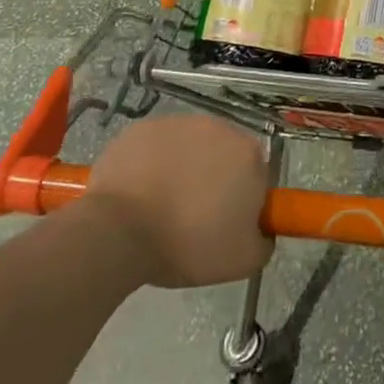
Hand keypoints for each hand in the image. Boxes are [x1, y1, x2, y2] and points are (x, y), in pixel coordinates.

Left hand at [81, 115, 273, 288]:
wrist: (119, 232)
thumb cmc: (187, 244)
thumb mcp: (242, 261)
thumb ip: (264, 240)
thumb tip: (261, 230)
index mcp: (249, 154)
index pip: (255, 174)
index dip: (242, 200)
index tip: (224, 223)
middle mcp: (219, 127)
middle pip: (223, 154)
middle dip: (213, 178)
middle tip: (193, 215)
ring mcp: (179, 123)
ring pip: (189, 147)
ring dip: (183, 168)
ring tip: (162, 205)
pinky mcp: (144, 127)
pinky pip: (156, 145)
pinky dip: (152, 163)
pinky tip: (139, 191)